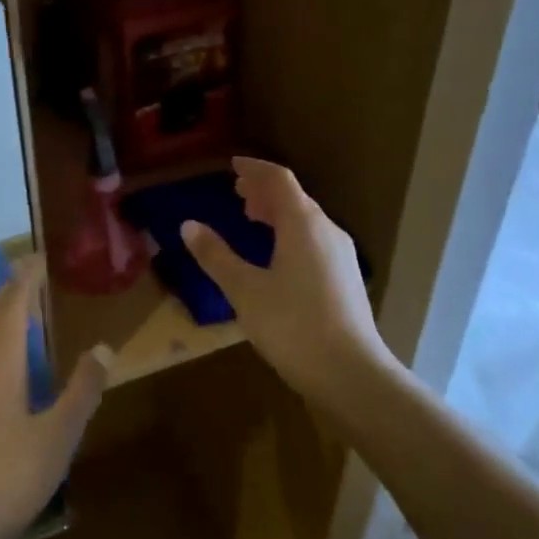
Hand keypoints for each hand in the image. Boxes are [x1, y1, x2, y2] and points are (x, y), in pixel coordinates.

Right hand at [180, 157, 398, 403]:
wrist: (350, 373)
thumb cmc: (292, 325)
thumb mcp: (244, 290)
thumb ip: (215, 255)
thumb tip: (188, 225)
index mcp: (303, 224)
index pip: (279, 180)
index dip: (254, 169)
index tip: (233, 166)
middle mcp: (326, 231)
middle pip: (295, 197)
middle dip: (264, 190)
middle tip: (238, 192)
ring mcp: (340, 255)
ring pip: (306, 220)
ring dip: (278, 212)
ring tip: (252, 218)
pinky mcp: (345, 278)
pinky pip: (313, 239)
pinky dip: (290, 232)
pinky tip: (277, 255)